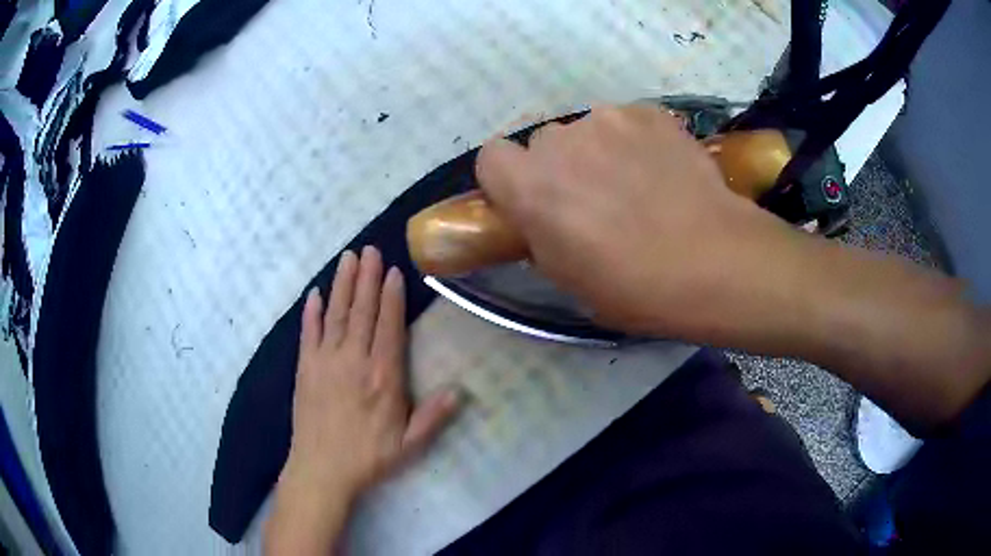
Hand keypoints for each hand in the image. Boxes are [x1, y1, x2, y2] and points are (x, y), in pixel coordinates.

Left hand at [266, 246, 458, 554]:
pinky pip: (308, 333)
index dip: (391, 296)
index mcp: (383, 377)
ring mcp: (325, 361)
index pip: (388, 326)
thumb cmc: (369, 457)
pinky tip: (315, 294)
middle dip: (367, 278)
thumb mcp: (409, 444)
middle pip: (362, 311)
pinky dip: (311, 312)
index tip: (393, 270)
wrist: (322, 469)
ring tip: (348, 258)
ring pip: (336, 314)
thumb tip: (459, 391)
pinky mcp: (304, 368)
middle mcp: (354, 360)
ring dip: (342, 284)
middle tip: (371, 249)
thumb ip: (433, 416)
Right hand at [476, 104, 799, 339]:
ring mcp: (609, 119)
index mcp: (531, 186)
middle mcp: (561, 141)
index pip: (490, 157)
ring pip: (588, 130)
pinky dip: (636, 141)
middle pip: (543, 143)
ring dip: (599, 152)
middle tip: (594, 199)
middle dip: (560, 166)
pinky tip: (663, 171)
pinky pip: (627, 122)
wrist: (714, 261)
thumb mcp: (567, 278)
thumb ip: (540, 236)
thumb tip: (542, 218)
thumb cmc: (634, 286)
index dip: (508, 178)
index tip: (532, 199)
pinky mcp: (650, 113)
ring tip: (638, 185)